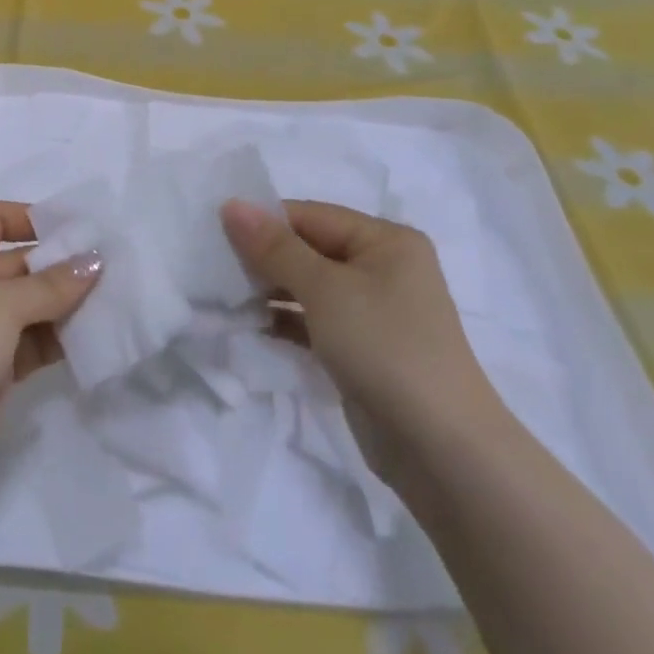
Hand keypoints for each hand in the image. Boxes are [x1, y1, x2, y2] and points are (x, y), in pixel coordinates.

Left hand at [0, 201, 100, 490]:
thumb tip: (96, 261)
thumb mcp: (0, 305)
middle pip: (16, 262)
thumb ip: (51, 283)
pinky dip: (59, 337)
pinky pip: (31, 340)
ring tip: (116, 296)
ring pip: (27, 304)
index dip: (34, 219)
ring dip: (65, 303)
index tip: (81, 228)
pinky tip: (98, 332)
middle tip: (114, 264)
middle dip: (61, 265)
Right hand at [220, 199, 501, 451]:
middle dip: (263, 259)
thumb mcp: (325, 289)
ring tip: (222, 297)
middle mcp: (383, 269)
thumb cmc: (384, 347)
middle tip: (212, 267)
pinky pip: (313, 322)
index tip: (214, 233)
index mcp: (386, 241)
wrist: (441, 449)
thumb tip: (231, 204)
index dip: (264, 222)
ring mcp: (374, 312)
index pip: (311, 216)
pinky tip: (248, 326)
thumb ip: (274, 247)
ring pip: (308, 288)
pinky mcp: (361, 350)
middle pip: (309, 250)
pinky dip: (284, 322)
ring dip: (268, 292)